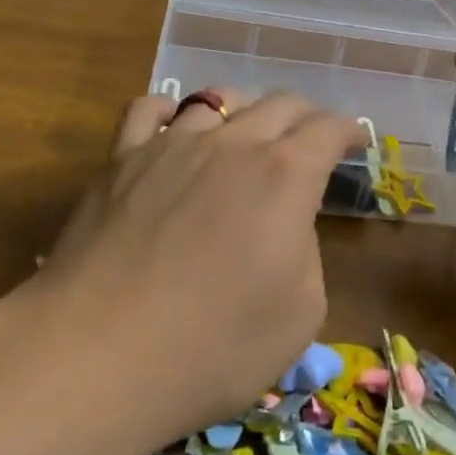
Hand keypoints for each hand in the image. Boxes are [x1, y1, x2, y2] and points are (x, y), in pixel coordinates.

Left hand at [35, 88, 365, 439]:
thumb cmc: (214, 347)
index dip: (349, 131)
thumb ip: (306, 252)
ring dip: (245, 110)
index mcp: (286, 175)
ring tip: (247, 132)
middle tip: (311, 139)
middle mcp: (233, 143)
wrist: (99, 355)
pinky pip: (148, 109)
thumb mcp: (300, 314)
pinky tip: (174, 130)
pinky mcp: (121, 159)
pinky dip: (170, 112)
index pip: (328, 129)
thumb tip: (283, 226)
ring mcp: (171, 144)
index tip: (356, 141)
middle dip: (305, 116)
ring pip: (218, 99)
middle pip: (280, 103)